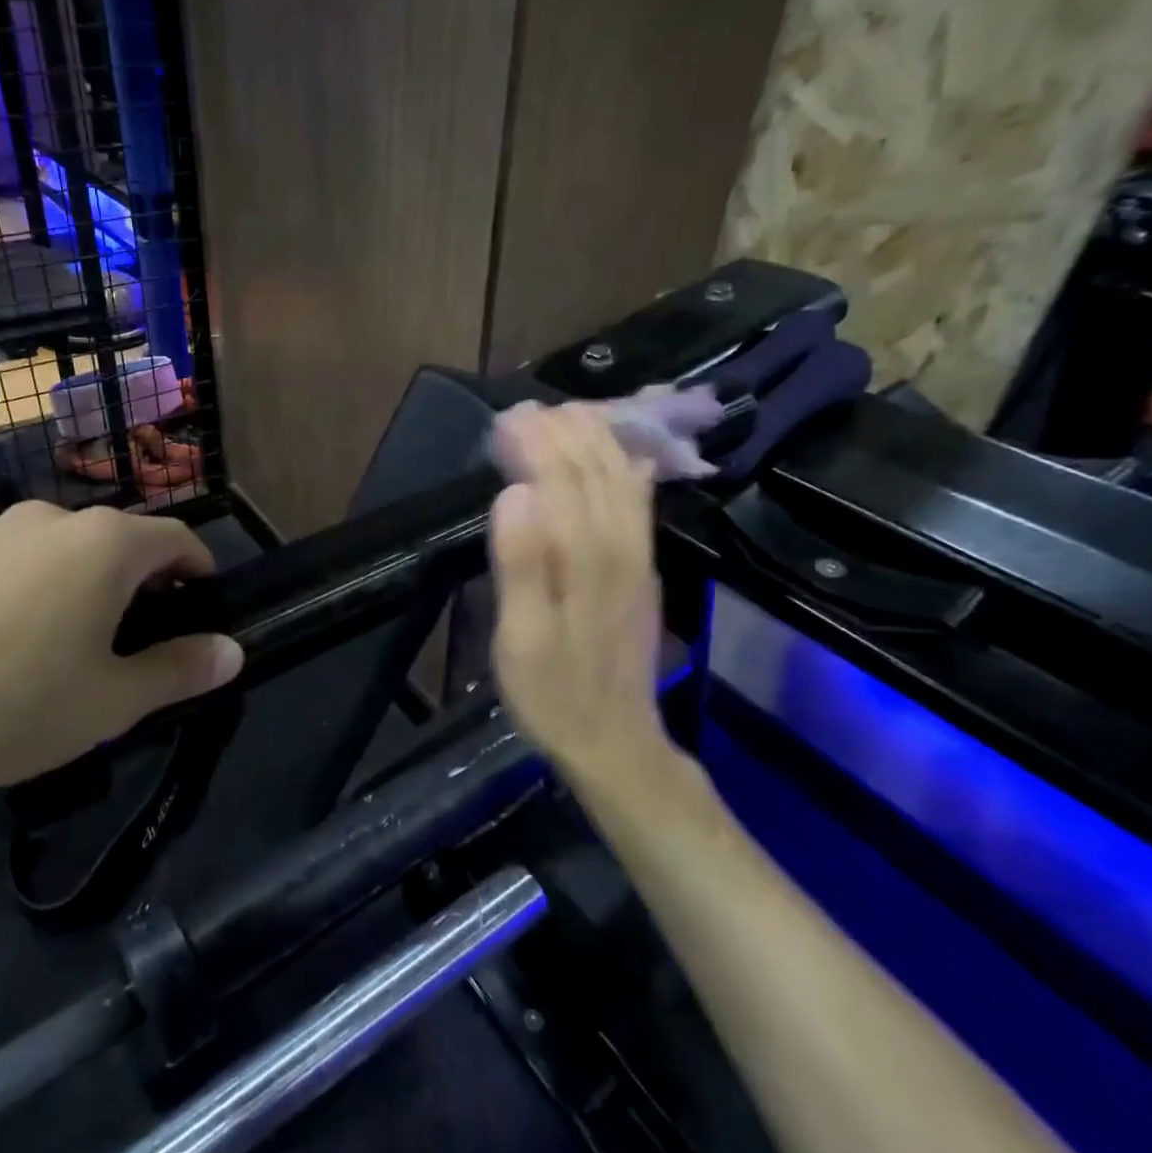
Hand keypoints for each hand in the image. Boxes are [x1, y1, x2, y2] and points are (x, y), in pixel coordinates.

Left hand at [0, 502, 243, 804]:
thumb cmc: (8, 701)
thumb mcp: (109, 701)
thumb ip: (179, 671)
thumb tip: (234, 651)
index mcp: (105, 544)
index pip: (176, 538)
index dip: (198, 568)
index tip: (202, 601)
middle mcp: (50, 519)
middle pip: (115, 540)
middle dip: (137, 580)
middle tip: (134, 636)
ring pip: (56, 549)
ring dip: (77, 582)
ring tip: (61, 641)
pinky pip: (2, 561)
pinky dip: (21, 588)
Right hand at [489, 404, 677, 790]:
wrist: (615, 742)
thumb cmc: (552, 693)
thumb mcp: (520, 640)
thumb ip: (521, 566)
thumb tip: (515, 493)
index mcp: (585, 559)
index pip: (561, 479)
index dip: (535, 442)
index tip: (506, 419)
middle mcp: (619, 547)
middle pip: (596, 471)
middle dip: (564, 432)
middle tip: (527, 410)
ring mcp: (638, 559)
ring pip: (623, 481)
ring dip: (598, 442)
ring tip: (569, 415)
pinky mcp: (645, 572)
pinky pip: (641, 506)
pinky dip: (629, 471)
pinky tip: (626, 459)